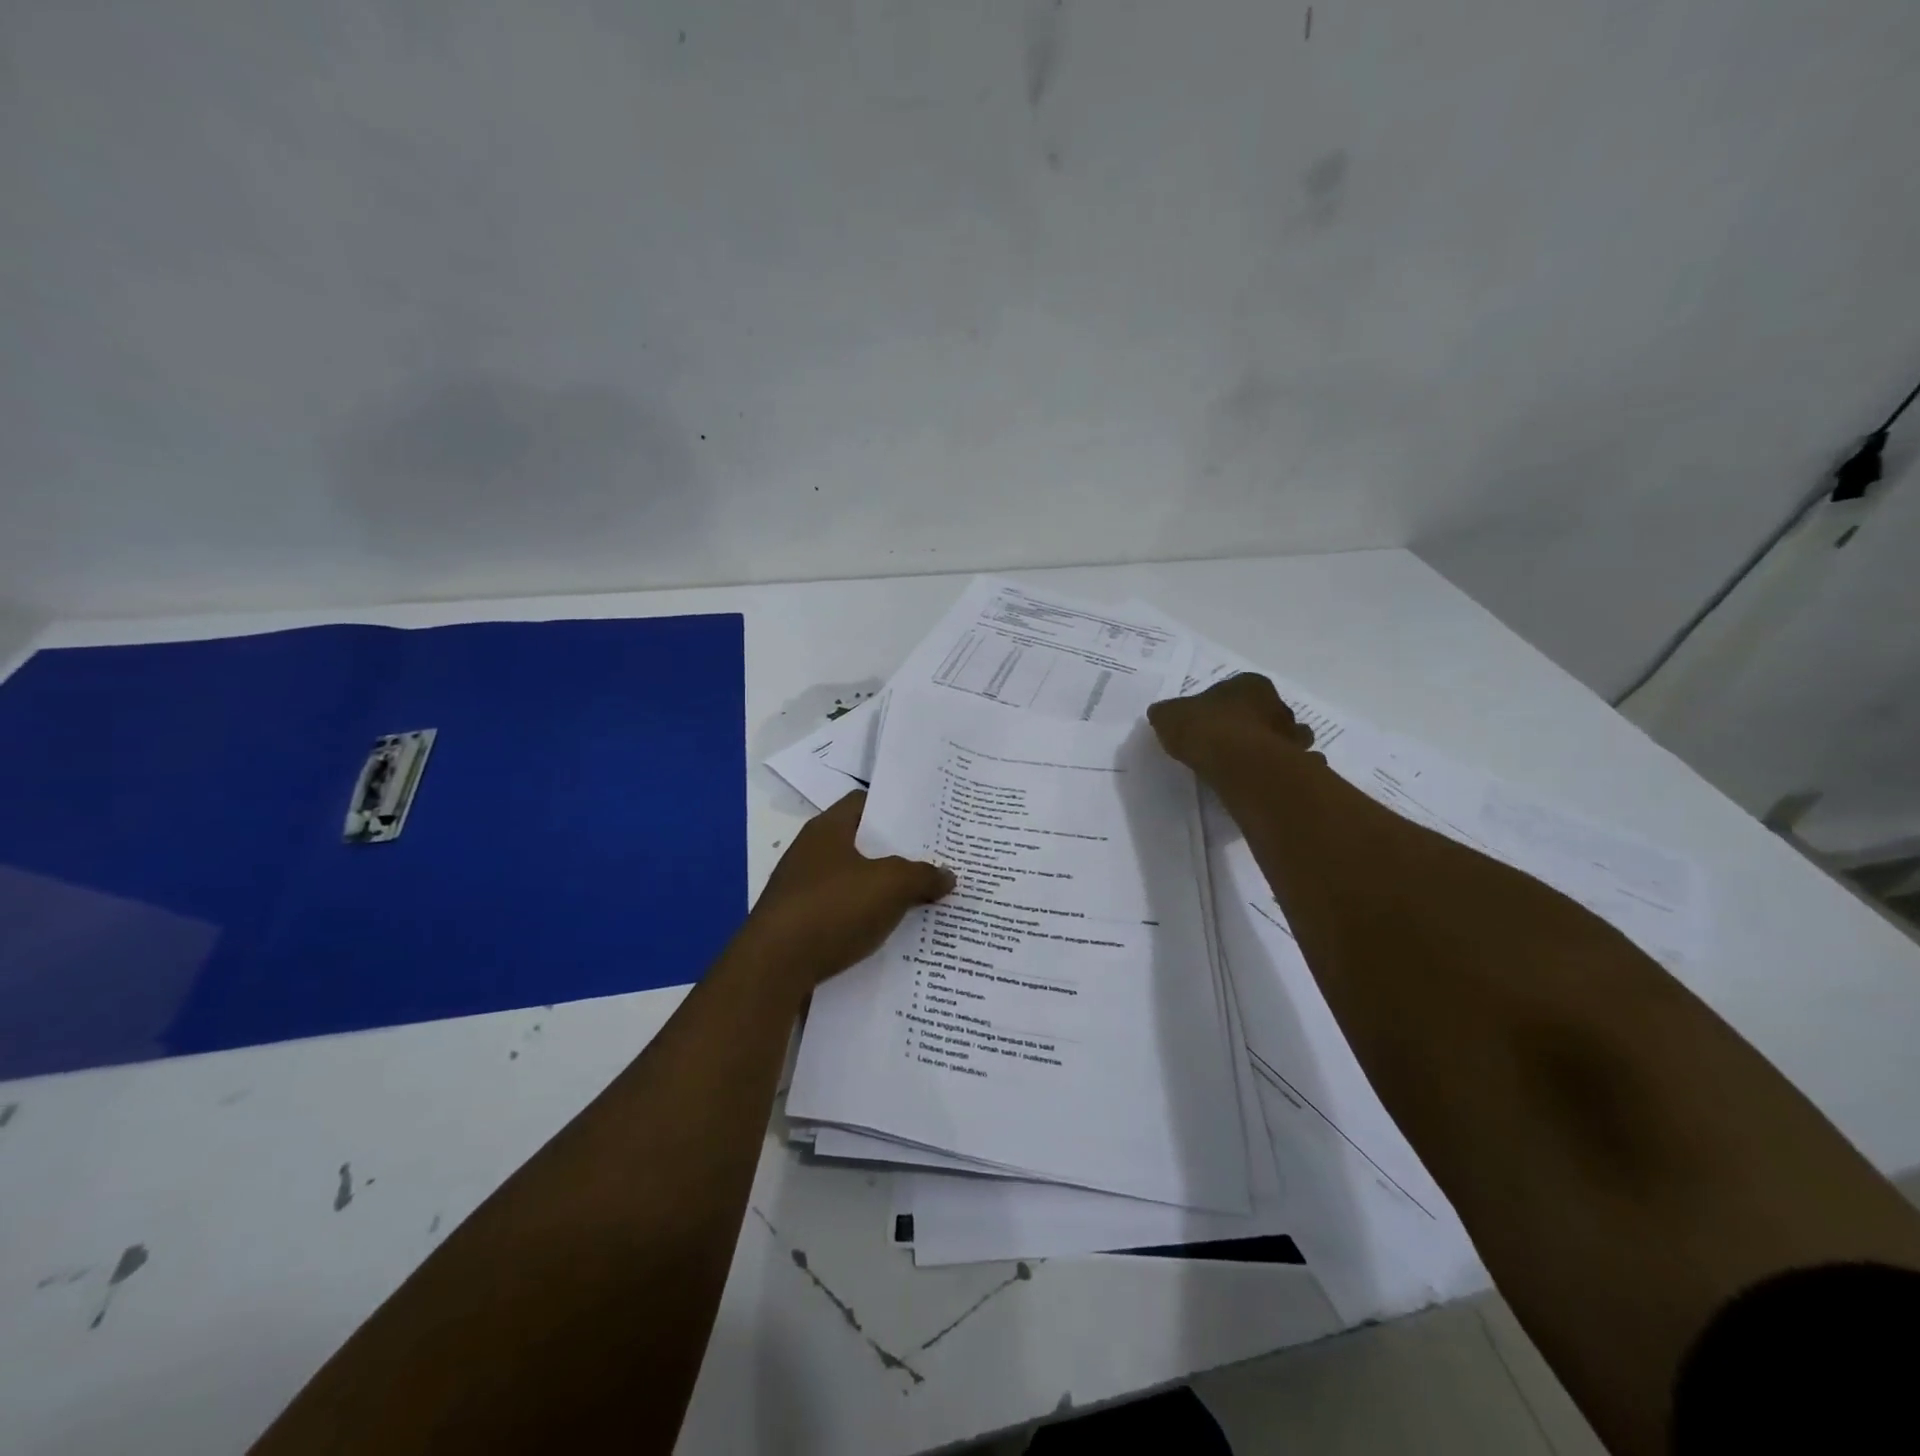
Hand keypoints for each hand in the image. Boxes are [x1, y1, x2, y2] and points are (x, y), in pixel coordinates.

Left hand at [736, 792, 954, 987]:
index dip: (895, 809)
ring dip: (883, 893)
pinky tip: (892, 935)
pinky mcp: (799, 927)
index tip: (927, 822)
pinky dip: (865, 921)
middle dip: (897, 855)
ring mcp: (802, 891)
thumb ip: (923, 875)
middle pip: (862, 844)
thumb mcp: (891, 885)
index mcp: (827, 830)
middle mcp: (810, 854)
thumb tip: (947, 875)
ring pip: (854, 883)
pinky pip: (842, 915)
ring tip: (923, 901)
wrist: (773, 969)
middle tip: (935, 863)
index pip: (864, 802)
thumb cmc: (833, 908)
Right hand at [1147, 672, 1314, 777]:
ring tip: (1248, 766)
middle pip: (1267, 713)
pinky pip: (1293, 766)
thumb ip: (1167, 714)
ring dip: (1274, 748)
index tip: (1211, 722)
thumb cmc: (1205, 729)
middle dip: (1255, 725)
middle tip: (1231, 744)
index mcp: (1250, 685)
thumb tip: (1161, 715)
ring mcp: (1292, 735)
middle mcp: (1278, 705)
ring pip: (1287, 738)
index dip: (1225, 705)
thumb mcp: (1169, 716)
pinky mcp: (1298, 764)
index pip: (1241, 689)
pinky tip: (1264, 781)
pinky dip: (1284, 771)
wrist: (1238, 763)